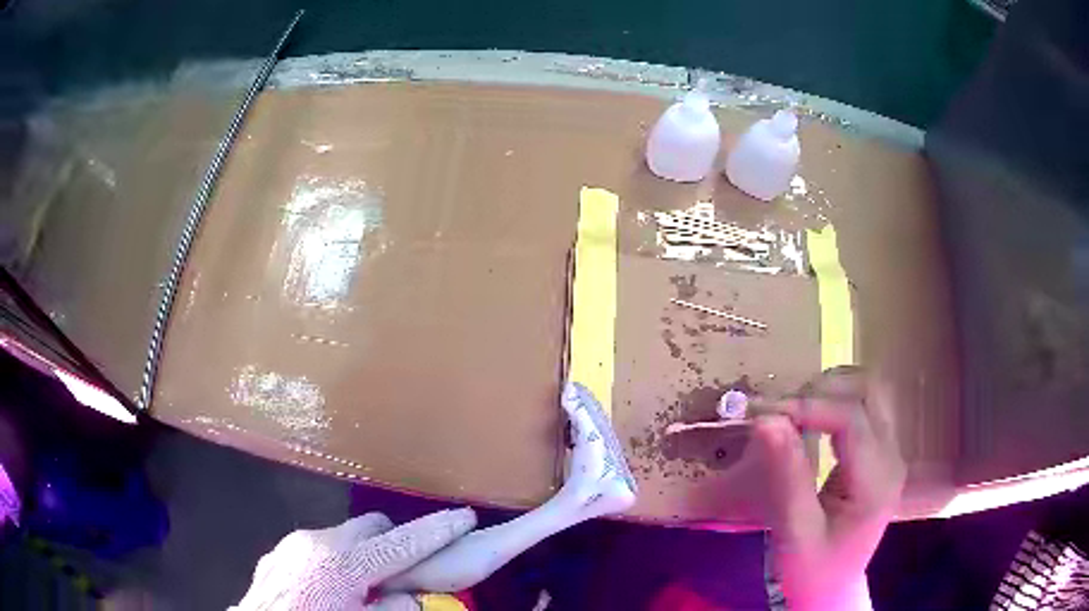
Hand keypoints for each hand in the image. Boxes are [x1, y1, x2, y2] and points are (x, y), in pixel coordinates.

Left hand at [232, 508, 475, 610]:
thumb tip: (411, 598)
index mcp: (342, 565)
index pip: (402, 543)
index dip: (438, 530)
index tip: (465, 515)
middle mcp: (318, 543)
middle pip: (373, 526)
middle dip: (396, 543)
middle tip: (406, 572)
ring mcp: (294, 545)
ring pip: (345, 536)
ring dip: (364, 554)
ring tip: (364, 587)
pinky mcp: (280, 553)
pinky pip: (320, 547)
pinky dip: (337, 561)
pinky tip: (329, 590)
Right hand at [750, 367, 905, 610]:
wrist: (832, 590)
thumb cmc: (812, 570)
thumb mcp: (795, 533)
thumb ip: (787, 476)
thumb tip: (766, 420)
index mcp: (877, 482)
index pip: (852, 419)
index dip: (810, 406)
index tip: (766, 414)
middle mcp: (892, 458)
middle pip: (871, 392)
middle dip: (824, 389)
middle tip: (781, 410)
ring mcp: (890, 454)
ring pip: (872, 392)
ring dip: (833, 389)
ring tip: (795, 410)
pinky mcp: (880, 455)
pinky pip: (865, 408)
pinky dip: (836, 401)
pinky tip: (811, 419)